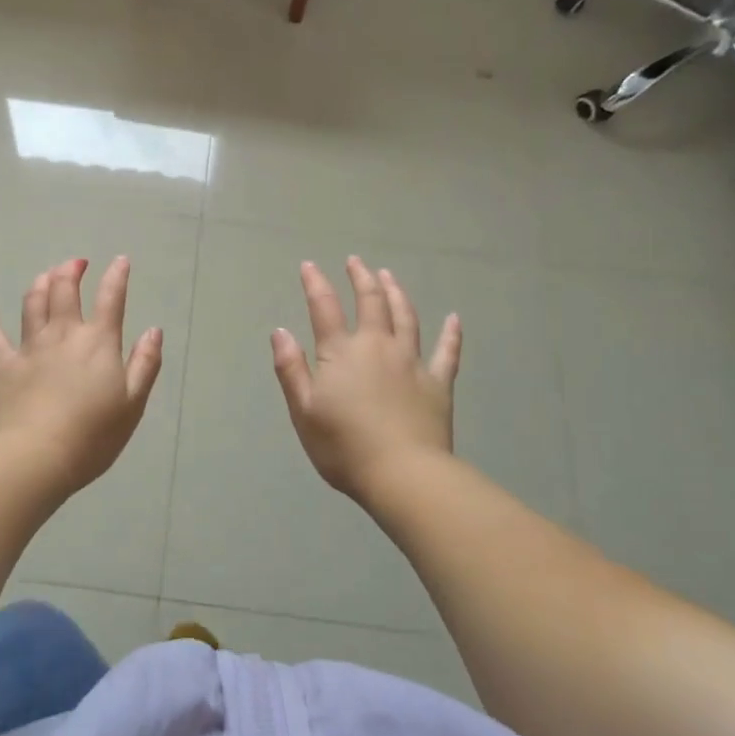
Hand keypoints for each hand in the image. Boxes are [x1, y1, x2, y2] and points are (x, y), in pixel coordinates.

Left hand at [0, 256, 163, 495]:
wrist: (36, 457)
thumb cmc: (92, 436)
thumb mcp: (133, 404)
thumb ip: (145, 364)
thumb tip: (154, 330)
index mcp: (98, 342)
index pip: (111, 298)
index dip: (117, 276)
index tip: (120, 261)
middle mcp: (63, 334)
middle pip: (65, 290)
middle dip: (72, 270)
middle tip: (77, 263)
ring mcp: (30, 347)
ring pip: (33, 302)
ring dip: (41, 283)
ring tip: (46, 275)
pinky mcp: (3, 365)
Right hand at [270, 257, 461, 501]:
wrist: (403, 474)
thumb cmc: (344, 446)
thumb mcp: (303, 411)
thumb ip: (291, 369)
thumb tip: (281, 331)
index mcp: (342, 352)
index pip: (325, 308)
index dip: (316, 284)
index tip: (310, 265)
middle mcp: (377, 346)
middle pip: (371, 302)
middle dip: (361, 278)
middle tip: (356, 261)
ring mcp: (412, 362)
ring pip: (406, 317)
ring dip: (396, 293)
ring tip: (389, 276)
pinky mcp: (438, 382)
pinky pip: (447, 351)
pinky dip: (451, 333)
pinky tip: (454, 318)